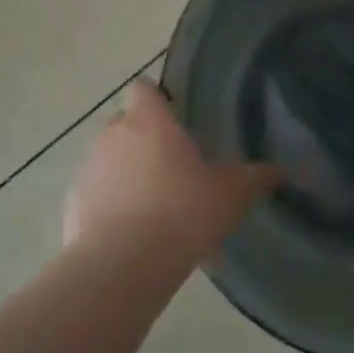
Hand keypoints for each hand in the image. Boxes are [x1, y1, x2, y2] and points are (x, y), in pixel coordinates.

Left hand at [65, 81, 278, 258]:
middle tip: (172, 168)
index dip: (157, 100)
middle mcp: (112, 134)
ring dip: (125, 173)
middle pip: (124, 123)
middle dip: (143, 139)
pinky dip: (108, 204)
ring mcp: (87, 168)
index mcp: (149, 121)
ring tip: (153, 206)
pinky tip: (131, 233)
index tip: (174, 120)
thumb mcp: (232, 195)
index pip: (143, 88)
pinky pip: (94, 194)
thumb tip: (281, 170)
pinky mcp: (72, 203)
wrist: (124, 264)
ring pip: (107, 159)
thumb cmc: (183, 213)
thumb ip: (256, 177)